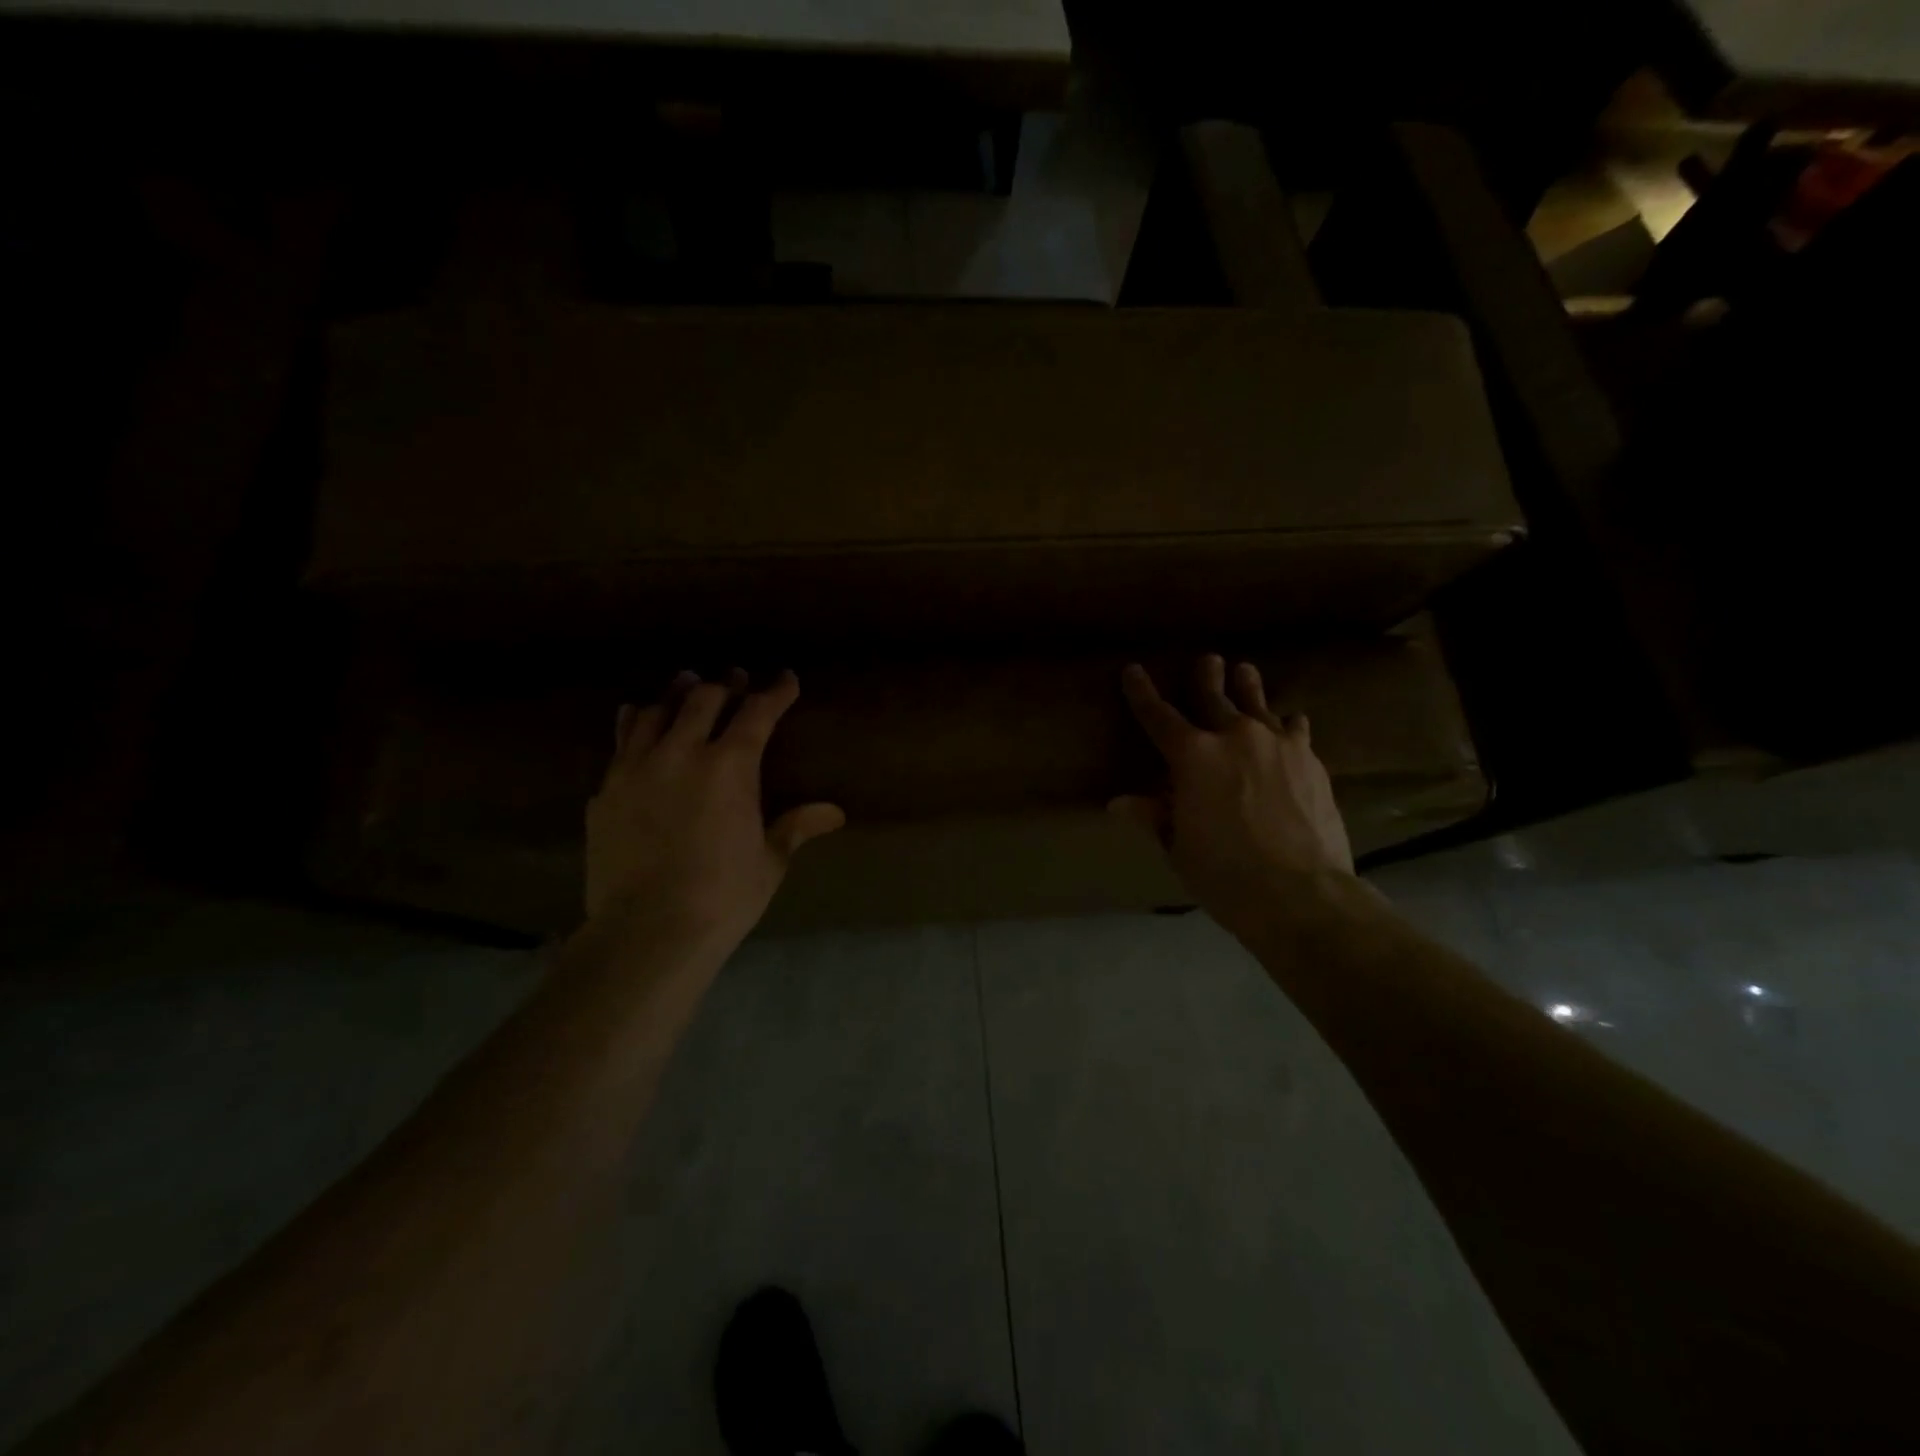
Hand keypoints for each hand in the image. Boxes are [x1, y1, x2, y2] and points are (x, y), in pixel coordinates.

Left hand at [586, 670, 844, 951]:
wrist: (647, 930)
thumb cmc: (723, 896)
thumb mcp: (769, 861)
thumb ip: (796, 826)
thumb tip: (835, 812)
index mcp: (729, 767)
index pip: (757, 713)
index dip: (775, 692)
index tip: (785, 679)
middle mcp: (680, 754)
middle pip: (703, 700)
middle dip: (725, 685)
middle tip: (735, 679)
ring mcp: (635, 769)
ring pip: (656, 712)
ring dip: (677, 694)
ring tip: (686, 683)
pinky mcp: (605, 791)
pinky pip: (621, 742)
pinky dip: (636, 723)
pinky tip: (638, 719)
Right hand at [1113, 655, 1354, 938]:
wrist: (1301, 892)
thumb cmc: (1224, 874)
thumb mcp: (1179, 847)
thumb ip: (1154, 816)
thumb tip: (1119, 803)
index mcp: (1192, 756)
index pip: (1158, 716)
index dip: (1142, 693)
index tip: (1134, 671)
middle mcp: (1234, 737)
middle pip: (1214, 697)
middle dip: (1206, 677)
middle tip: (1207, 659)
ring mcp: (1277, 744)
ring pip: (1258, 704)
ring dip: (1248, 686)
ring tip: (1245, 670)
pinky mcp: (1310, 760)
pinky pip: (1295, 730)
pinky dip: (1287, 724)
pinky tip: (1291, 721)